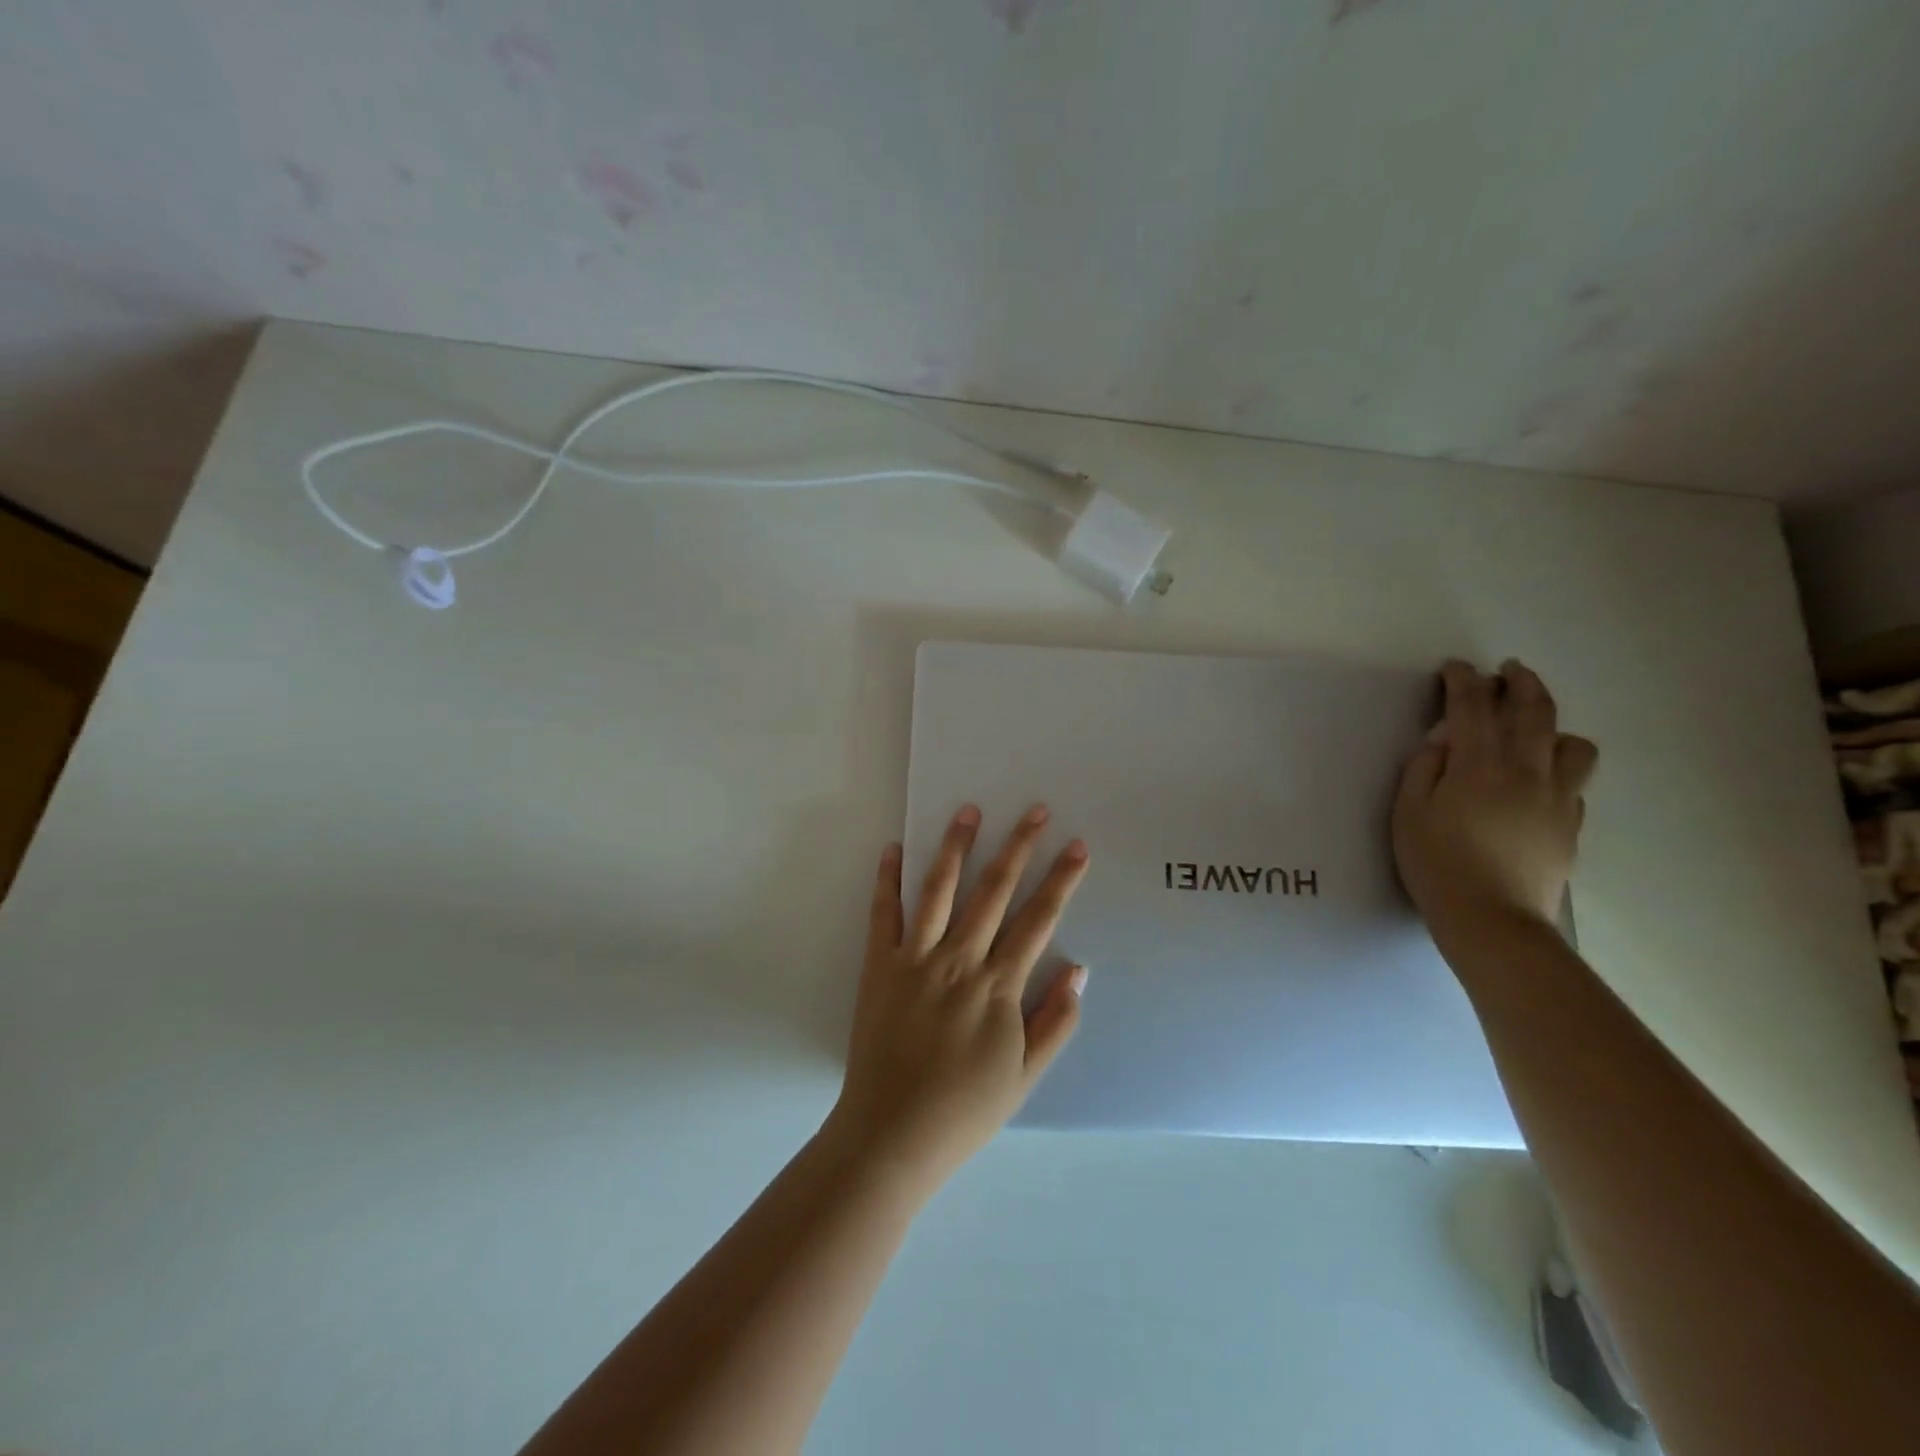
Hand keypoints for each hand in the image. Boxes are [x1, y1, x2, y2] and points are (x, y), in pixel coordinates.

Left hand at [824, 805, 1089, 1200]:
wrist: (891, 1135)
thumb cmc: (964, 1109)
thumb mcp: (1025, 1076)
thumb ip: (1055, 1022)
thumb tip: (1078, 969)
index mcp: (997, 986)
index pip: (1037, 920)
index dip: (1061, 881)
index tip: (1077, 847)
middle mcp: (958, 960)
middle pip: (993, 891)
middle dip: (1018, 847)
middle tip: (1035, 811)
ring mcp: (914, 958)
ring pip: (938, 890)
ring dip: (955, 847)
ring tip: (968, 810)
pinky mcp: (878, 965)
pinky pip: (883, 914)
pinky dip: (887, 879)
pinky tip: (893, 848)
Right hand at [1393, 659, 1597, 936]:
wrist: (1492, 918)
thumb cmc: (1436, 863)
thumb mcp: (1408, 812)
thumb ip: (1424, 768)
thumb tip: (1443, 740)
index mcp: (1480, 765)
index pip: (1474, 706)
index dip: (1463, 681)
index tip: (1454, 668)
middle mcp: (1528, 771)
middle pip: (1535, 712)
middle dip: (1521, 683)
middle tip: (1508, 671)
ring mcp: (1558, 798)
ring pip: (1573, 745)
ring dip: (1553, 727)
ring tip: (1533, 732)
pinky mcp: (1571, 825)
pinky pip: (1575, 783)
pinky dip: (1558, 768)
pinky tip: (1537, 782)